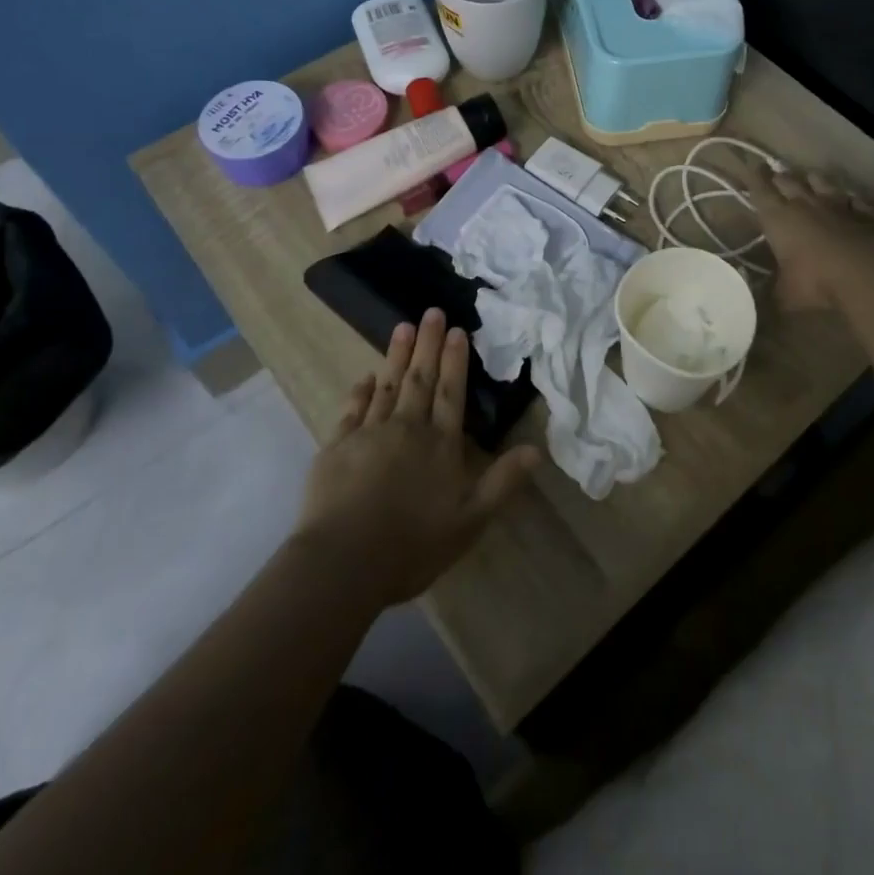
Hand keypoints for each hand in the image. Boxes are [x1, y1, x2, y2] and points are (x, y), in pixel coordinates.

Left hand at [293, 309, 539, 606]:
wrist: (343, 562)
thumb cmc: (412, 545)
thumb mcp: (470, 521)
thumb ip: (502, 482)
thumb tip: (536, 449)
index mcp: (440, 445)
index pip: (452, 393)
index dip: (455, 360)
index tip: (457, 330)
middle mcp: (407, 429)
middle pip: (420, 379)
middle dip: (428, 344)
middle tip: (432, 311)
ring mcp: (369, 434)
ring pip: (387, 385)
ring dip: (396, 356)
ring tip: (403, 327)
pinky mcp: (337, 447)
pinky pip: (352, 409)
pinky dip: (360, 390)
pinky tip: (365, 376)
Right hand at [750, 167, 873, 312]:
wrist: (866, 272)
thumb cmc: (815, 281)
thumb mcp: (786, 295)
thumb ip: (774, 293)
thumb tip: (763, 301)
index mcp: (778, 218)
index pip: (760, 190)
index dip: (754, 177)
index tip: (751, 165)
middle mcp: (805, 204)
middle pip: (788, 181)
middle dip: (779, 176)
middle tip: (774, 173)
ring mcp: (837, 205)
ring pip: (821, 182)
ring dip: (813, 180)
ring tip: (809, 177)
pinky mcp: (864, 213)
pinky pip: (854, 200)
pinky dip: (849, 200)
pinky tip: (851, 201)